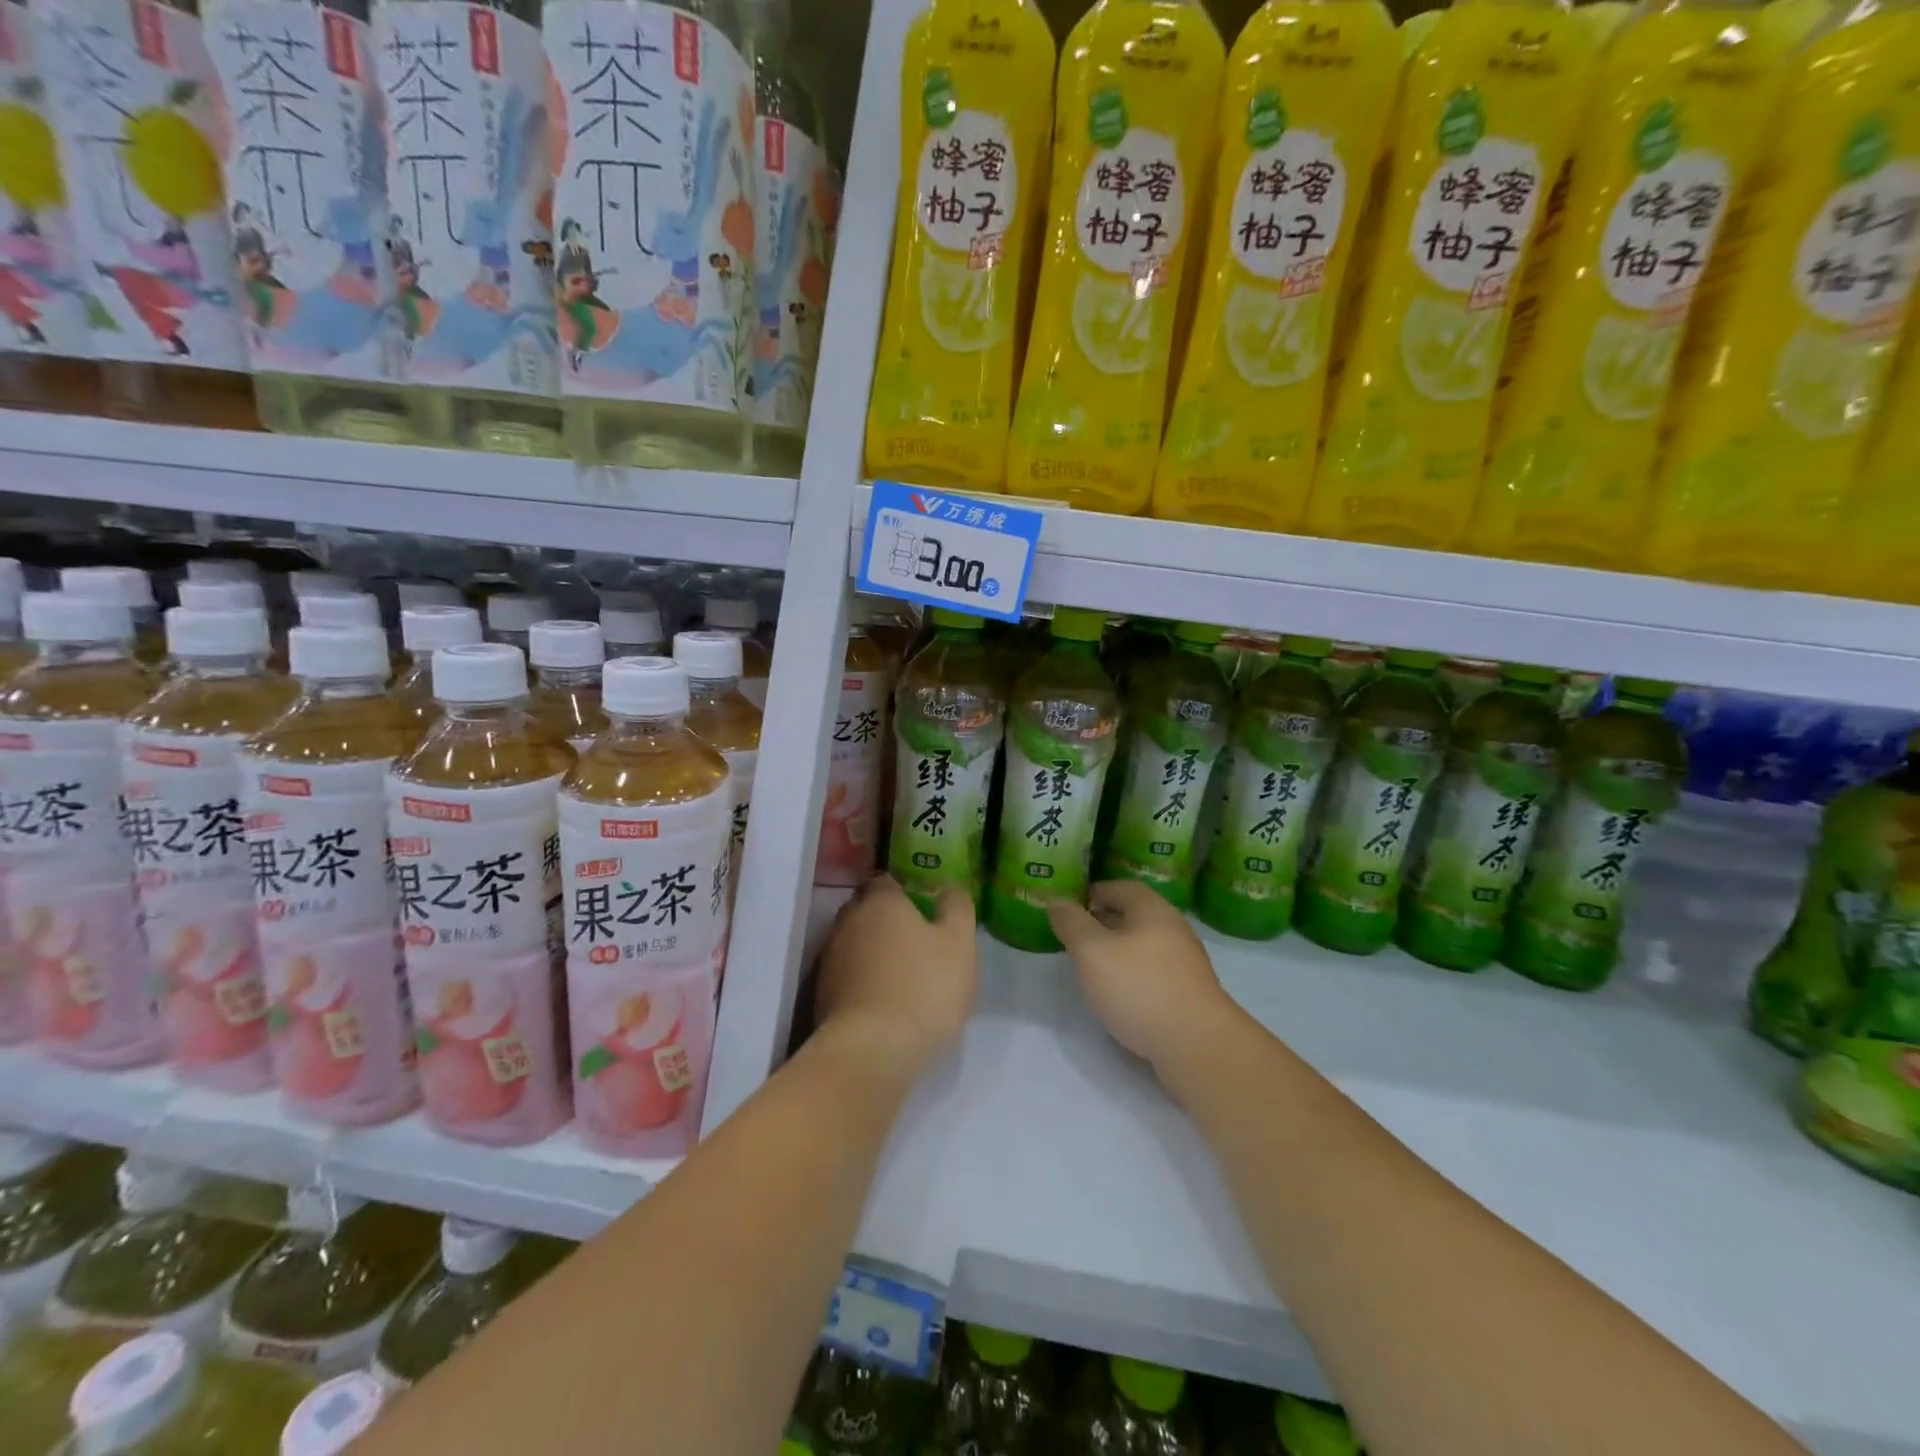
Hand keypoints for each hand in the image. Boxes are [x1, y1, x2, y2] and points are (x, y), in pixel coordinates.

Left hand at [814, 875, 977, 1088]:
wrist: (870, 1052)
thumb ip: (957, 908)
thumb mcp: (959, 944)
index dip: (905, 890)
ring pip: (854, 942)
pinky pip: (846, 974)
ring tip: (901, 973)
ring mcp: (829, 958)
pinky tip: (883, 999)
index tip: (924, 906)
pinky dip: (862, 979)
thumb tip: (949, 887)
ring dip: (872, 951)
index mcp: (880, 901)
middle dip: (886, 919)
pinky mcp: (820, 993)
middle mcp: (848, 921)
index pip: (887, 880)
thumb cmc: (923, 989)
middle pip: (866, 909)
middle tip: (916, 939)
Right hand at [1048, 880, 1240, 1078]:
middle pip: (1135, 915)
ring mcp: (1186, 963)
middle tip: (1076, 935)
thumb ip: (1071, 923)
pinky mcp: (1189, 993)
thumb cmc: (1139, 987)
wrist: (1196, 1045)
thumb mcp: (1091, 951)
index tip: (1071, 905)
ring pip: (1145, 945)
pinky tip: (1119, 993)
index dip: (1094, 891)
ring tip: (1093, 966)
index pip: (1121, 887)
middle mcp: (1174, 928)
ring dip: (1119, 949)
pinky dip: (1134, 974)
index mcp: (1152, 909)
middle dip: (1104, 921)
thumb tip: (1057, 900)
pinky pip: (1154, 971)